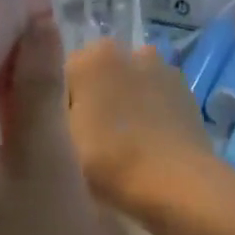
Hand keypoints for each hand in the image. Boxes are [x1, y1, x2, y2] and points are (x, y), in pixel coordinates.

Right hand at [65, 39, 214, 211]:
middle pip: (97, 73)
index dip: (58, 104)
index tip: (62, 133)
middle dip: (92, 97)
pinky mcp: (185, 90)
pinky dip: (147, 109)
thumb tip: (56, 101)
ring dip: (121, 101)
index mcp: (93, 56)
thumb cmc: (110, 161)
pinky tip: (147, 140)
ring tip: (121, 142)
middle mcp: (129, 50)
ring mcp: (162, 68)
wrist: (178, 184)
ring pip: (127, 82)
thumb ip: (49, 109)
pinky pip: (154, 95)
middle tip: (89, 139)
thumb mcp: (59, 139)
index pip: (61, 72)